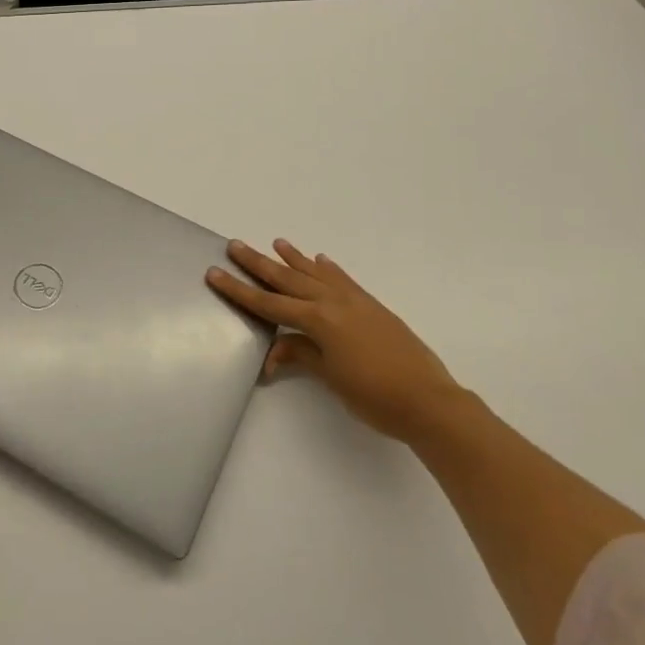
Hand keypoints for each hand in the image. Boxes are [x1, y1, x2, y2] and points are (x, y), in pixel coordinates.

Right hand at [208, 240, 460, 442]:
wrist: (429, 401)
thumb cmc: (375, 397)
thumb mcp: (330, 378)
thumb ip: (301, 355)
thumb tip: (273, 352)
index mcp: (318, 320)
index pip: (269, 303)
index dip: (239, 290)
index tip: (215, 272)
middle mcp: (333, 302)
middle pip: (287, 279)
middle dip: (259, 263)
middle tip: (235, 245)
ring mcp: (355, 301)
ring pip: (316, 273)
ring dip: (294, 258)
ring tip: (276, 242)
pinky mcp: (373, 306)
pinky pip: (344, 280)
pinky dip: (329, 269)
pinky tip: (321, 260)